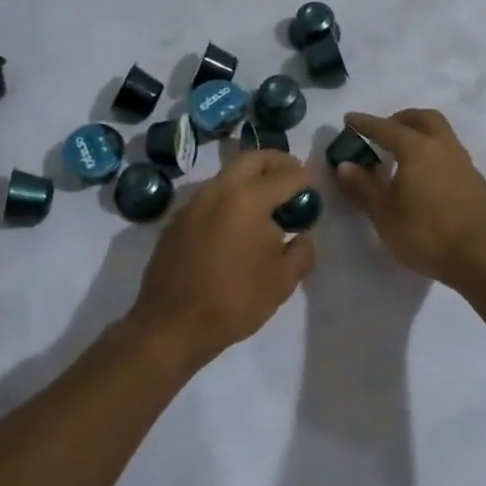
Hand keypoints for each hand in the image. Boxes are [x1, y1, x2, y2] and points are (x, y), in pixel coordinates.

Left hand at [128, 150, 315, 370]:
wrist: (171, 326)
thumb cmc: (234, 301)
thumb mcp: (283, 281)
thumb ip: (302, 250)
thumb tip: (303, 234)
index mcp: (247, 199)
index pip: (285, 176)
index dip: (304, 178)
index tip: (314, 185)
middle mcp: (218, 190)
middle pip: (252, 159)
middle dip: (277, 162)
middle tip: (293, 175)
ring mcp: (192, 203)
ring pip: (227, 175)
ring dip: (251, 178)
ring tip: (268, 202)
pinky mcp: (177, 221)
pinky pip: (210, 196)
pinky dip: (230, 197)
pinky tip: (237, 224)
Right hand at [334, 109, 485, 288]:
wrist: (481, 257)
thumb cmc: (426, 234)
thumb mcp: (385, 214)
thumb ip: (364, 186)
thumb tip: (345, 165)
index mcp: (418, 149)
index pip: (386, 128)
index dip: (365, 124)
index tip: (349, 119)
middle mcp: (443, 146)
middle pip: (422, 119)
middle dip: (400, 119)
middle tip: (383, 133)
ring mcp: (463, 162)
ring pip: (440, 133)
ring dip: (419, 134)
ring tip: (402, 155)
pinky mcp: (475, 180)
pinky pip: (449, 152)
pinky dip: (433, 152)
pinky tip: (424, 176)